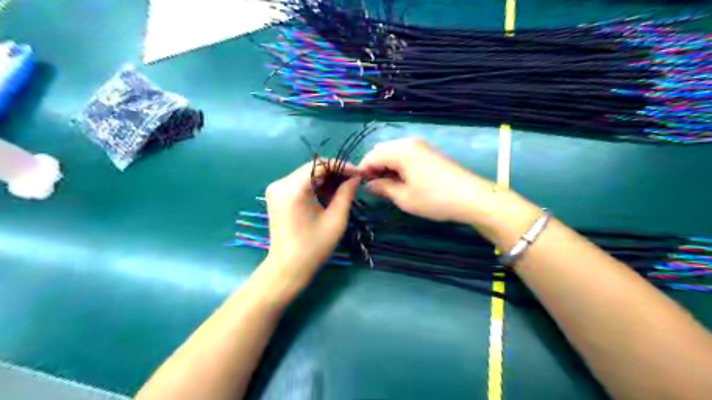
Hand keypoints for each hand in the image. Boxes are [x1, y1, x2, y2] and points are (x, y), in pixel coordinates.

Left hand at [261, 160, 362, 293]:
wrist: (288, 267)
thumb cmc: (314, 247)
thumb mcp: (336, 219)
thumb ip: (346, 194)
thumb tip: (355, 177)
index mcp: (293, 188)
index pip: (320, 164)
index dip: (341, 166)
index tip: (358, 174)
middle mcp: (280, 183)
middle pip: (312, 167)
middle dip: (334, 172)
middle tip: (353, 181)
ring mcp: (276, 189)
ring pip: (307, 174)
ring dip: (325, 179)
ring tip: (343, 189)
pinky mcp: (276, 195)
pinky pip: (299, 183)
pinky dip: (315, 185)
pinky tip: (328, 195)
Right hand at [360, 138, 495, 224]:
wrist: (471, 198)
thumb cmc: (434, 199)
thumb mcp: (404, 198)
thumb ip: (382, 188)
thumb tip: (369, 184)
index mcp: (400, 150)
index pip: (372, 155)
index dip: (362, 170)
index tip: (360, 186)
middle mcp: (409, 143)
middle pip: (382, 150)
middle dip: (374, 167)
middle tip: (375, 187)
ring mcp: (421, 146)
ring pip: (394, 152)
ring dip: (386, 166)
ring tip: (388, 186)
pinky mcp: (429, 153)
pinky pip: (406, 154)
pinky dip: (398, 165)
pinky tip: (402, 180)